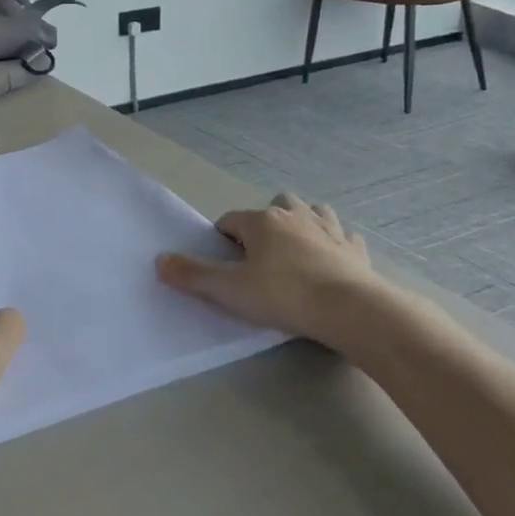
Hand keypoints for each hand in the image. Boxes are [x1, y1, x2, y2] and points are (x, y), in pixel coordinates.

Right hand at [156, 193, 397, 353]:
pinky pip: (343, 236)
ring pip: (312, 212)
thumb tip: (159, 261)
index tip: (224, 265)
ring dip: (301, 223)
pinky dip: (334, 242)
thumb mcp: (229, 290)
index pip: (230, 220)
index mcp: (261, 221)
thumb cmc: (284, 295)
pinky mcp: (355, 250)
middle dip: (263, 223)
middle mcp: (294, 216)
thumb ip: (193, 275)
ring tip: (294, 249)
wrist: (351, 310)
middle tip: (258, 256)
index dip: (222, 240)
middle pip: (274, 205)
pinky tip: (331, 258)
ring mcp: (329, 230)